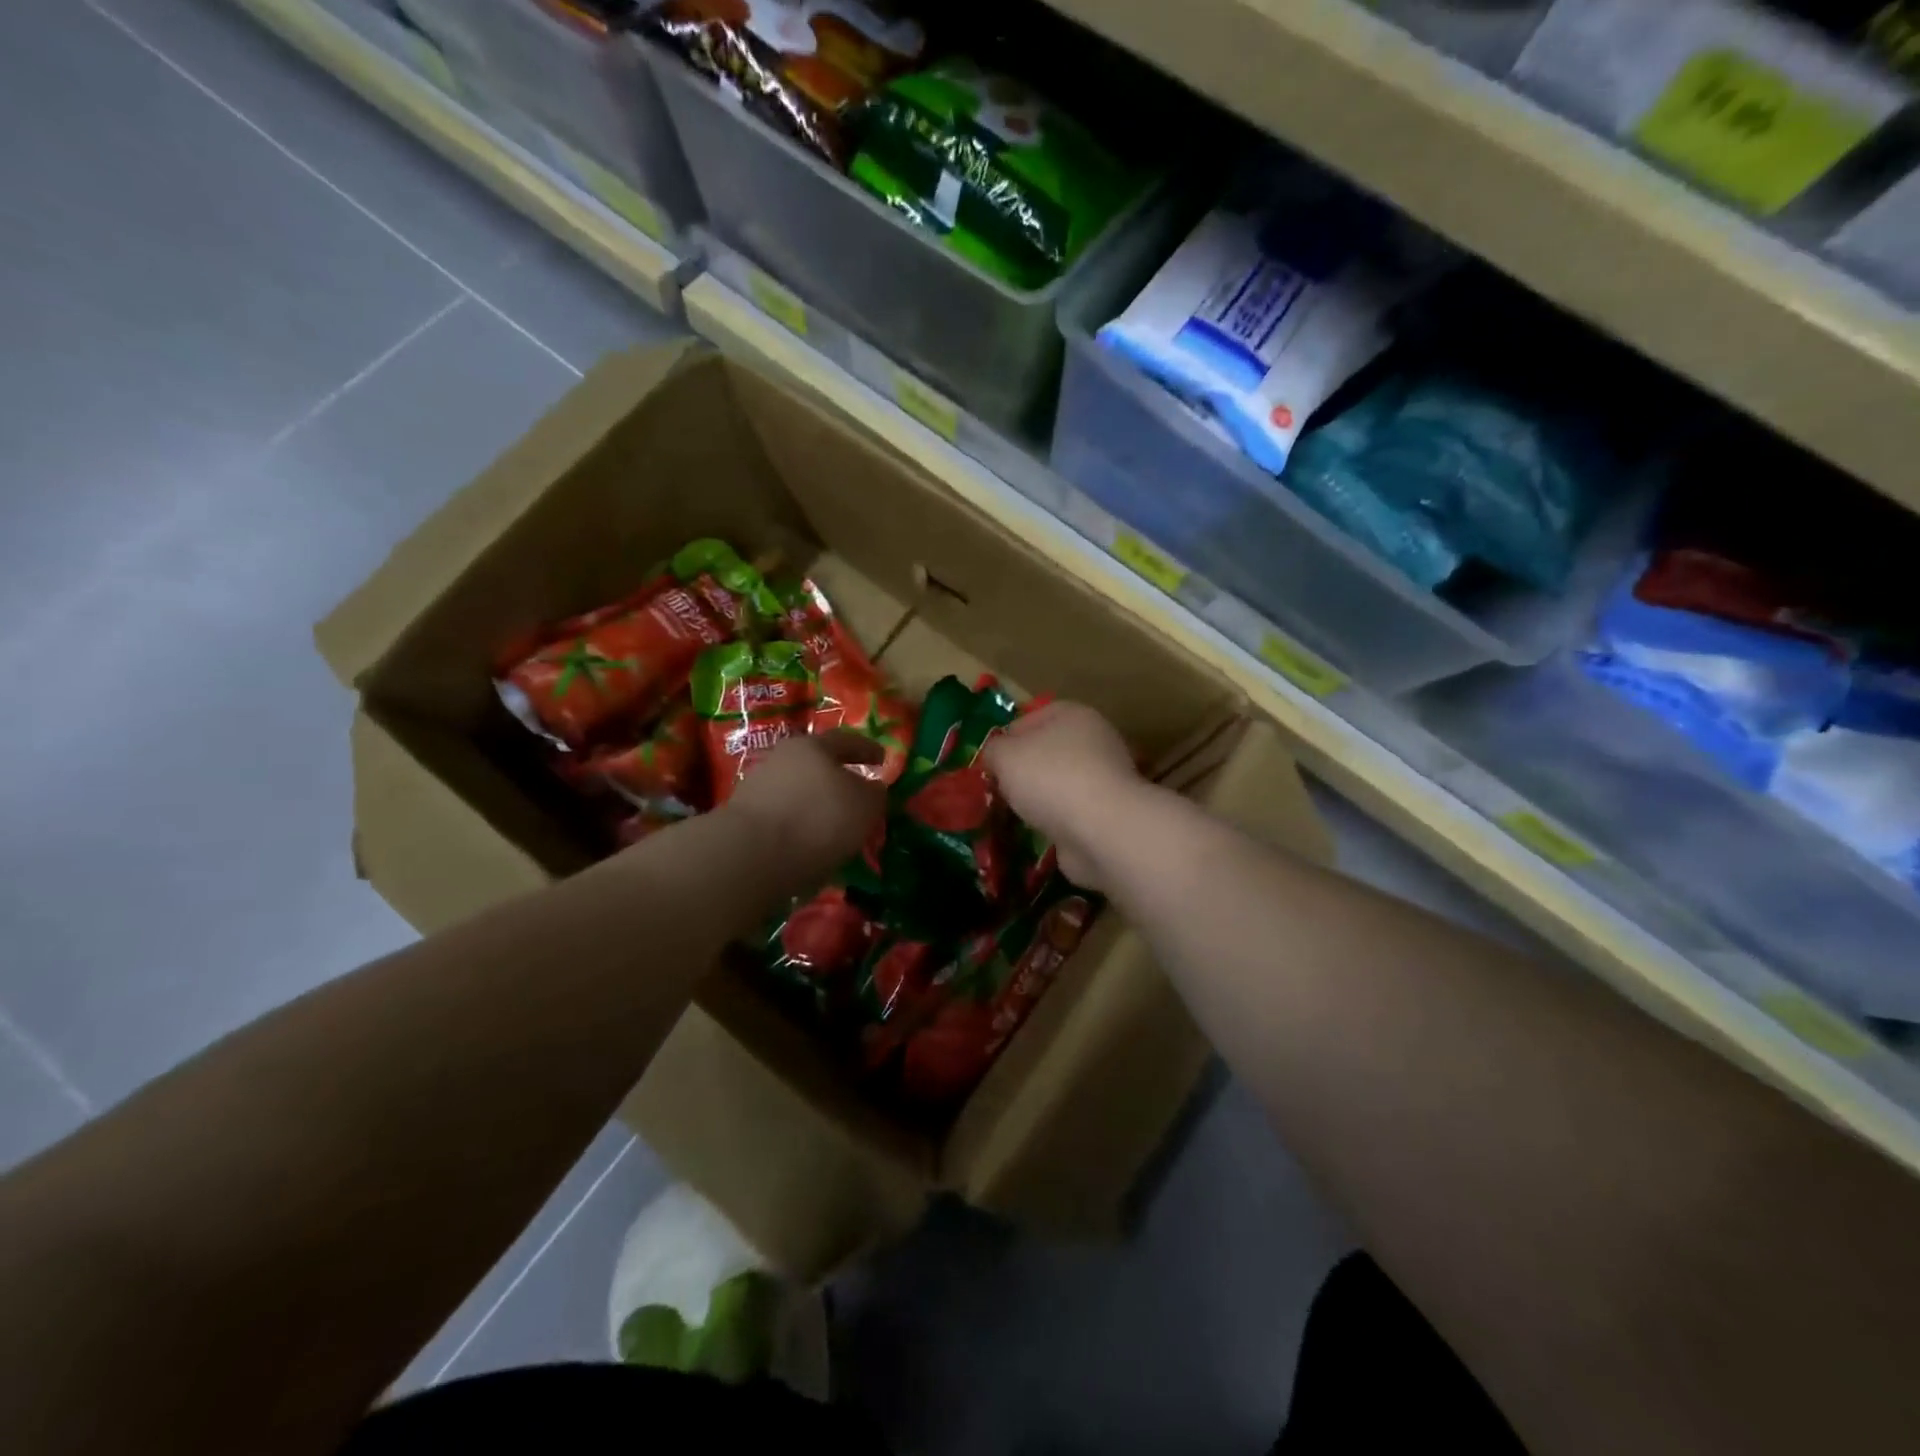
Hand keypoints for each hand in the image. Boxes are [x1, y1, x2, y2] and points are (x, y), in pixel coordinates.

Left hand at [723, 731, 887, 881]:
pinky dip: (799, 826)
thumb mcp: (865, 806)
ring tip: (835, 828)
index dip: (868, 749)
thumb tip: (872, 788)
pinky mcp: (744, 819)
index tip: (883, 759)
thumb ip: (874, 793)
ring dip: (816, 805)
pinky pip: (782, 817)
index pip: (847, 740)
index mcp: (813, 746)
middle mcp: (782, 758)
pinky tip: (810, 844)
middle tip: (857, 795)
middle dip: (838, 778)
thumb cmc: (818, 819)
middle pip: (817, 764)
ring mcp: (758, 787)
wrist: (750, 855)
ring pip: (798, 791)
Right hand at [984, 702, 1148, 890]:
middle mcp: (1094, 740)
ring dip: (1040, 799)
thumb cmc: (1050, 778)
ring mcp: (1105, 778)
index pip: (1031, 717)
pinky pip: (1072, 812)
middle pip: (1047, 751)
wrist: (1101, 829)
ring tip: (1015, 815)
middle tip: (998, 790)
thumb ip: (993, 750)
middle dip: (1022, 771)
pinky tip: (1040, 832)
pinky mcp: (1108, 812)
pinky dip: (1056, 822)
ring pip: (1060, 784)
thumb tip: (996, 756)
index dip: (1006, 738)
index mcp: (1072, 715)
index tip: (989, 763)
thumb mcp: (1005, 755)